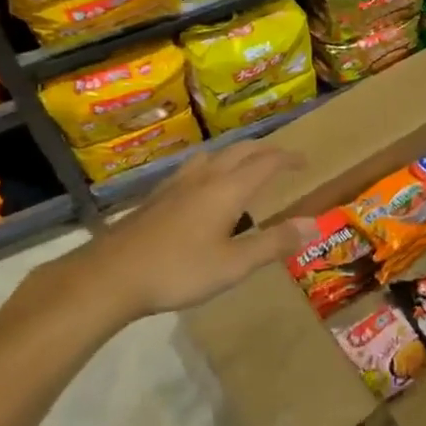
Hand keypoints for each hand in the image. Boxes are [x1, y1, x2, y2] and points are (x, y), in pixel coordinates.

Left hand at [17, 143, 320, 324]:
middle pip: (240, 151)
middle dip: (264, 150)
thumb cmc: (178, 270)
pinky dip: (212, 166)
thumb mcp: (233, 265)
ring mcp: (176, 185)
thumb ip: (274, 243)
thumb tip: (314, 223)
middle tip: (282, 159)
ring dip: (235, 154)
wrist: (110, 275)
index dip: (288, 159)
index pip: (266, 162)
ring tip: (244, 165)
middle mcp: (204, 178)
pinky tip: (202, 185)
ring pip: (213, 155)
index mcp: (227, 189)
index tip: (305, 162)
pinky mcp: (157, 197)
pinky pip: (193, 168)